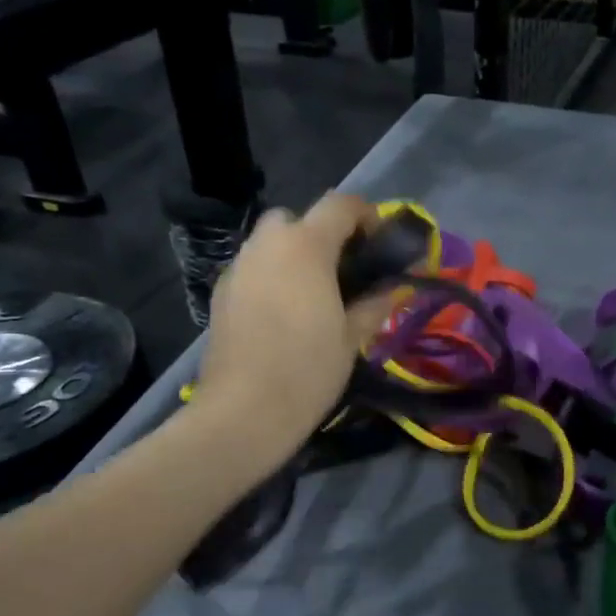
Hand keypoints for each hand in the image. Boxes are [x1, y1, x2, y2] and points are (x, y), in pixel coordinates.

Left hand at [194, 193, 399, 447]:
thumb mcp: (353, 336)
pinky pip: (253, 269)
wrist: (243, 411)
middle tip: (344, 271)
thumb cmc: (308, 369)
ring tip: (314, 295)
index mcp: (306, 246)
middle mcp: (267, 245)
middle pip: (298, 218)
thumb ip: (376, 302)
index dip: (367, 215)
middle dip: (323, 234)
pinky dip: (272, 277)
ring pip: (270, 243)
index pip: (341, 204)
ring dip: (295, 255)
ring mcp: (239, 267)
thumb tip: (394, 287)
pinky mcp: (221, 293)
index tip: (381, 244)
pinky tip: (284, 315)